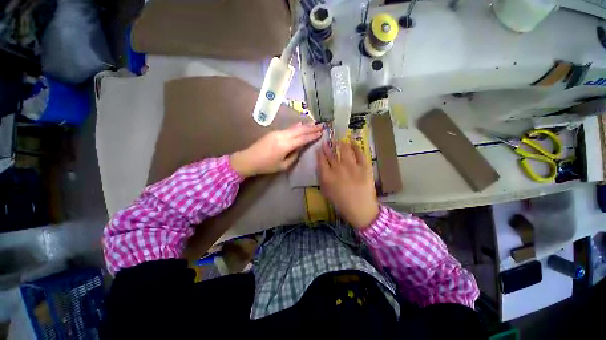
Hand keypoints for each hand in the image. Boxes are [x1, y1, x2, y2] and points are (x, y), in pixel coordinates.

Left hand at [230, 122, 322, 177]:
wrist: (249, 159)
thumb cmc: (266, 166)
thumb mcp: (283, 166)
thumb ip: (293, 156)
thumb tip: (299, 148)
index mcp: (285, 145)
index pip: (302, 139)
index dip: (312, 136)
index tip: (321, 133)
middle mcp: (283, 136)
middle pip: (300, 130)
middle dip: (311, 128)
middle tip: (321, 125)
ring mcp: (278, 132)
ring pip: (294, 127)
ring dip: (305, 125)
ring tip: (314, 124)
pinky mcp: (274, 132)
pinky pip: (288, 128)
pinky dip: (297, 126)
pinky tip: (301, 125)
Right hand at [317, 140, 378, 229]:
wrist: (360, 209)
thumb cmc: (341, 202)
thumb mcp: (326, 192)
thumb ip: (322, 178)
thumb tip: (322, 166)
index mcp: (327, 176)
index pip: (321, 160)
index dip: (320, 152)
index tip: (320, 147)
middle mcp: (338, 168)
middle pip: (331, 153)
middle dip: (328, 146)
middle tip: (328, 140)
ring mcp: (352, 167)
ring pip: (345, 150)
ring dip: (341, 143)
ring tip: (340, 140)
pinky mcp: (364, 167)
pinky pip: (360, 153)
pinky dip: (356, 146)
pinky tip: (353, 142)